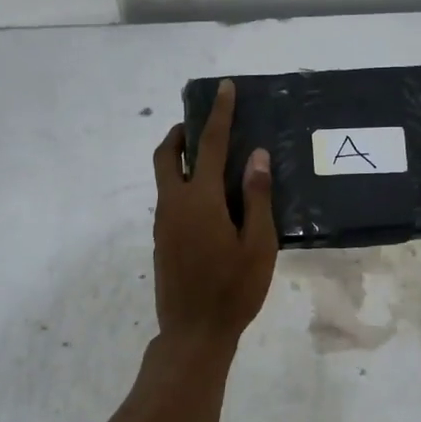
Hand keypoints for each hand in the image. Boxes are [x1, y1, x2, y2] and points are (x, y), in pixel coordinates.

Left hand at [151, 80, 276, 348]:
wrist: (194, 333)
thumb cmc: (234, 290)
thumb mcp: (258, 245)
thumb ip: (256, 197)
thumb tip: (256, 155)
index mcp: (199, 200)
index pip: (209, 145)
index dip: (218, 114)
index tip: (224, 88)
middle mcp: (174, 204)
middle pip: (166, 155)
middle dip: (181, 132)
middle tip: (202, 124)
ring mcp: (163, 223)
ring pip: (164, 177)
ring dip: (180, 157)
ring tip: (211, 159)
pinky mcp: (162, 240)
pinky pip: (169, 197)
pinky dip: (182, 183)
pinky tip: (209, 200)